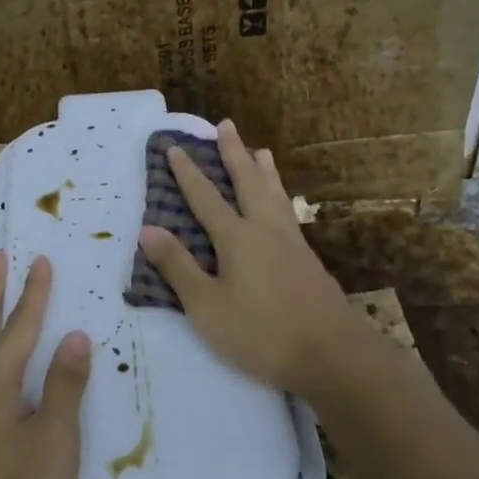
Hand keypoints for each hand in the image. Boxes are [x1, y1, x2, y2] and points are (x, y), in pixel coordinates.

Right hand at [138, 119, 367, 397]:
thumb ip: (178, 267)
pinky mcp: (309, 261)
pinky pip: (289, 213)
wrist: (331, 354)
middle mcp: (266, 230)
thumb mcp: (207, 305)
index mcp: (237, 238)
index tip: (175, 146)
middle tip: (226, 125)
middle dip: (234, 153)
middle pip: (248, 183)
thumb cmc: (260, 332)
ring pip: (275, 195)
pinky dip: (281, 196)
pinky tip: (283, 206)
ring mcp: (292, 244)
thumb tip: (148, 228)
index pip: (206, 198)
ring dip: (264, 170)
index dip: (188, 172)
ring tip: (261, 150)